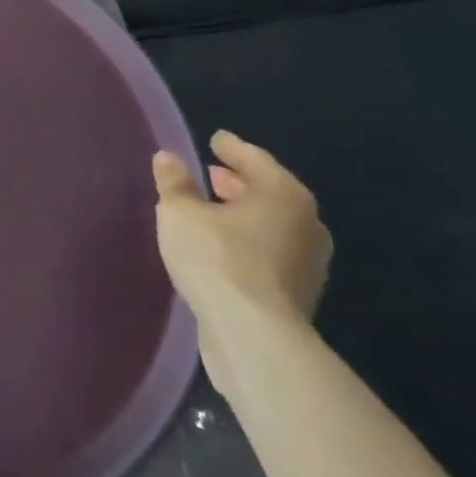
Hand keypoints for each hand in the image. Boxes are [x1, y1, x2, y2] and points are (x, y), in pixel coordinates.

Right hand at [154, 130, 331, 394]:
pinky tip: (220, 248)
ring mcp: (307, 264)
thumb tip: (168, 158)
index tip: (215, 139)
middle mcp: (305, 224)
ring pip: (270, 226)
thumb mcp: (180, 212)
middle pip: (268, 193)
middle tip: (211, 174)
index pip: (255, 159)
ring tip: (211, 212)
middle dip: (239, 183)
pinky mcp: (297, 296)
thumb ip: (174, 182)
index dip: (232, 148)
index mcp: (284, 195)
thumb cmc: (217, 258)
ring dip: (243, 216)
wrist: (253, 337)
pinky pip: (268, 254)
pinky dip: (247, 243)